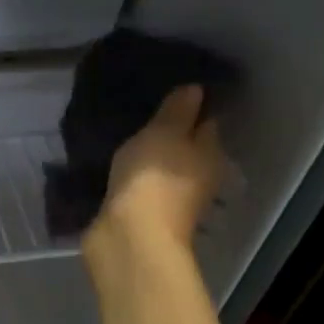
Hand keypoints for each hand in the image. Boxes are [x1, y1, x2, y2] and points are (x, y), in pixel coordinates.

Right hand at [91, 85, 223, 249]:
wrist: (129, 236)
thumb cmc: (154, 177)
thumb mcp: (166, 132)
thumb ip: (179, 110)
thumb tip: (197, 89)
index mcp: (210, 155)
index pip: (208, 122)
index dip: (194, 105)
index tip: (173, 87)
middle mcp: (197, 177)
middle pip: (186, 147)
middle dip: (169, 131)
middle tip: (143, 107)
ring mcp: (170, 198)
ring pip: (162, 166)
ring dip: (148, 154)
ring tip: (123, 129)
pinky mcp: (142, 212)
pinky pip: (140, 183)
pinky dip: (132, 173)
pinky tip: (114, 160)